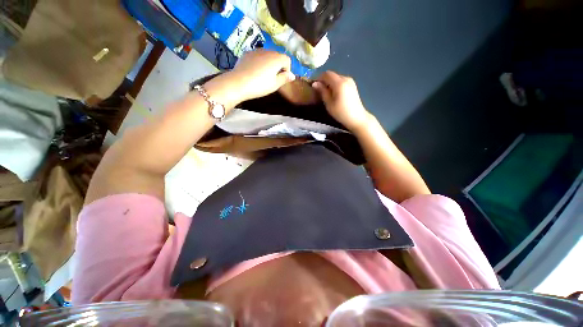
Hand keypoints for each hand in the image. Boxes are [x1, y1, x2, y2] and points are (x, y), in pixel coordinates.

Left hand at [228, 49, 294, 100]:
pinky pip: (257, 56)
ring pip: (267, 56)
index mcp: (276, 58)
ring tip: (262, 75)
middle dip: (278, 66)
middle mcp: (268, 51)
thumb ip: (285, 78)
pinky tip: (254, 71)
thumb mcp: (275, 84)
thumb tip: (292, 75)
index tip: (281, 79)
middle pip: (277, 56)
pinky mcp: (247, 53)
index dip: (287, 70)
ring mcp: (256, 50)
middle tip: (272, 79)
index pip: (287, 60)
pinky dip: (259, 62)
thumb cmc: (260, 85)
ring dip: (268, 63)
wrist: (239, 83)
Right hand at [312, 71, 371, 131]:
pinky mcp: (352, 86)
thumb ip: (322, 91)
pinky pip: (341, 81)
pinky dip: (335, 85)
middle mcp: (346, 78)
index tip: (314, 86)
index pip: (326, 74)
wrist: (357, 118)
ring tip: (326, 94)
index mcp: (339, 83)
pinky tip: (334, 94)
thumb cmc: (341, 112)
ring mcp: (350, 81)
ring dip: (330, 83)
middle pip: (332, 75)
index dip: (318, 78)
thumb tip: (315, 83)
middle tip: (319, 91)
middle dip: (324, 81)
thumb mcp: (329, 103)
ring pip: (336, 78)